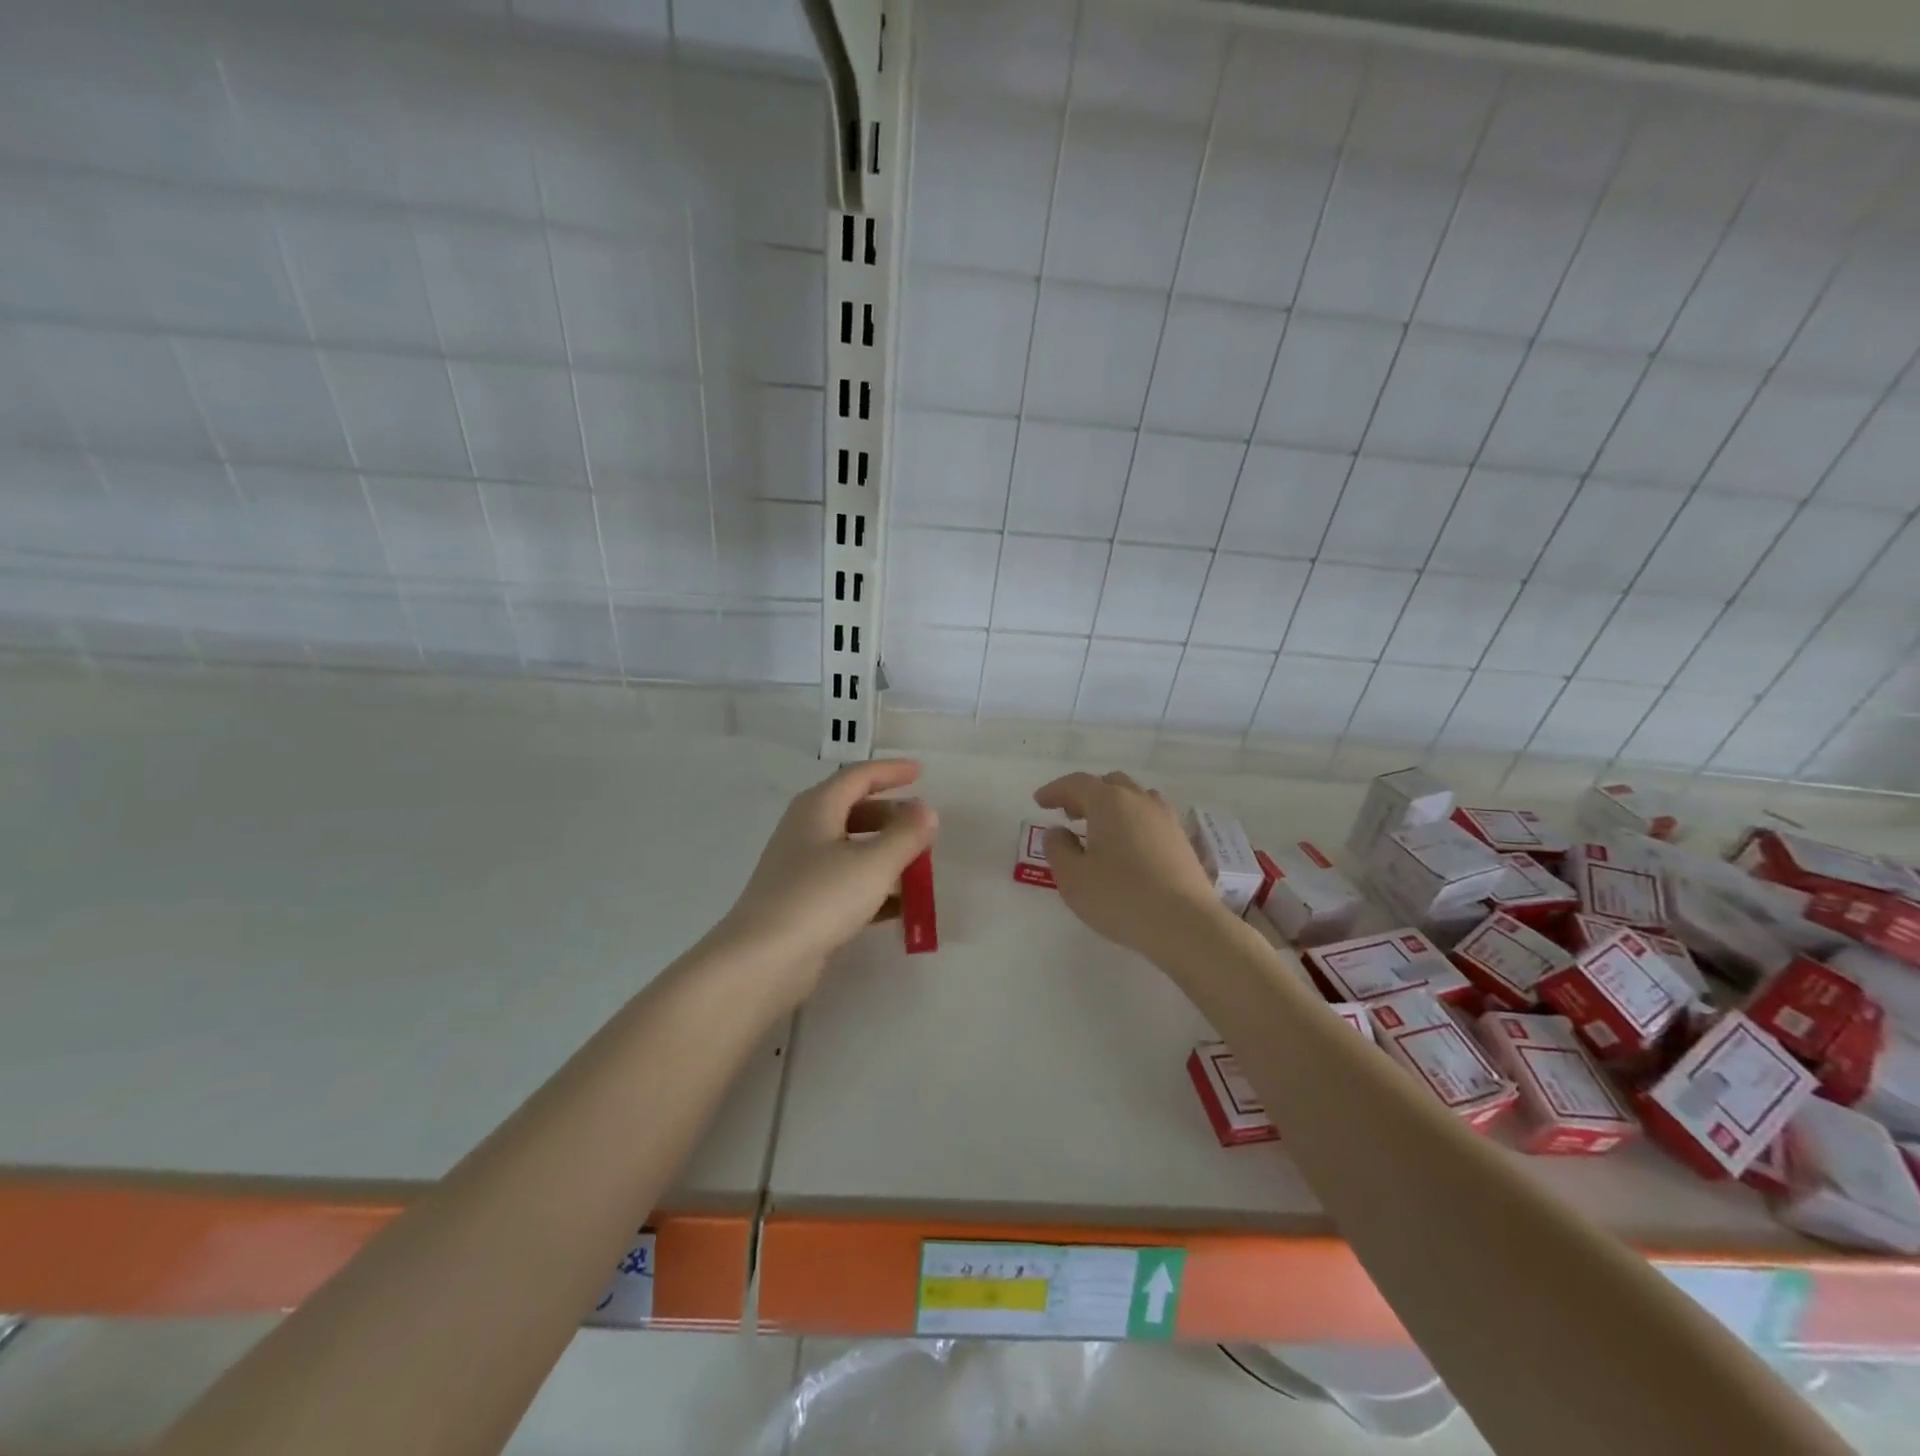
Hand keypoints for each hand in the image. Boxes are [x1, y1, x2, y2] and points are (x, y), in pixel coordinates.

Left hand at [715, 759, 937, 998]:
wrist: (762, 960)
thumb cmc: (820, 898)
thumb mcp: (873, 863)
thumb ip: (905, 835)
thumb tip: (926, 810)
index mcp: (818, 808)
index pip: (859, 776)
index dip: (891, 771)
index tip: (921, 773)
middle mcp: (806, 831)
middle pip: (854, 811)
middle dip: (892, 816)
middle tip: (923, 828)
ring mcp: (801, 868)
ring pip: (851, 849)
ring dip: (885, 853)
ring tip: (918, 867)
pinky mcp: (803, 902)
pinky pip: (846, 883)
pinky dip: (873, 887)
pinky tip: (900, 907)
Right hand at [1033, 771, 1228, 959]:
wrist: (1185, 924)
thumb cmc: (1120, 897)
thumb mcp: (1073, 877)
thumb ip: (1058, 849)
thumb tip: (1058, 832)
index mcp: (1109, 802)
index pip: (1077, 784)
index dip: (1055, 790)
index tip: (1040, 801)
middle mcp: (1139, 801)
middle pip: (1109, 784)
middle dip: (1086, 795)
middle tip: (1069, 814)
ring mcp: (1165, 819)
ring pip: (1134, 798)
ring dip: (1113, 806)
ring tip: (1100, 829)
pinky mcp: (1182, 840)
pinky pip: (1150, 818)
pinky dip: (1133, 822)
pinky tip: (1128, 847)